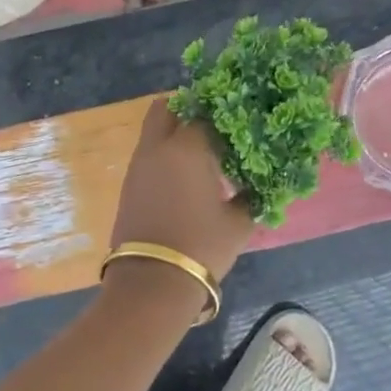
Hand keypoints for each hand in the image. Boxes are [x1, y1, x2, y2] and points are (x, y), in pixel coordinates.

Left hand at [108, 97, 255, 282]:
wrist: (152, 282)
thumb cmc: (202, 246)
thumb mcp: (240, 222)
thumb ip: (252, 195)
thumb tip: (262, 183)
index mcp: (187, 147)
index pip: (207, 112)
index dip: (224, 114)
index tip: (240, 122)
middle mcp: (158, 148)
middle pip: (166, 108)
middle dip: (187, 108)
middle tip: (212, 125)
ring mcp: (138, 166)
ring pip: (154, 132)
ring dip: (174, 134)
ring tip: (202, 154)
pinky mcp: (128, 185)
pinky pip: (148, 156)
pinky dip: (164, 156)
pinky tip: (185, 177)